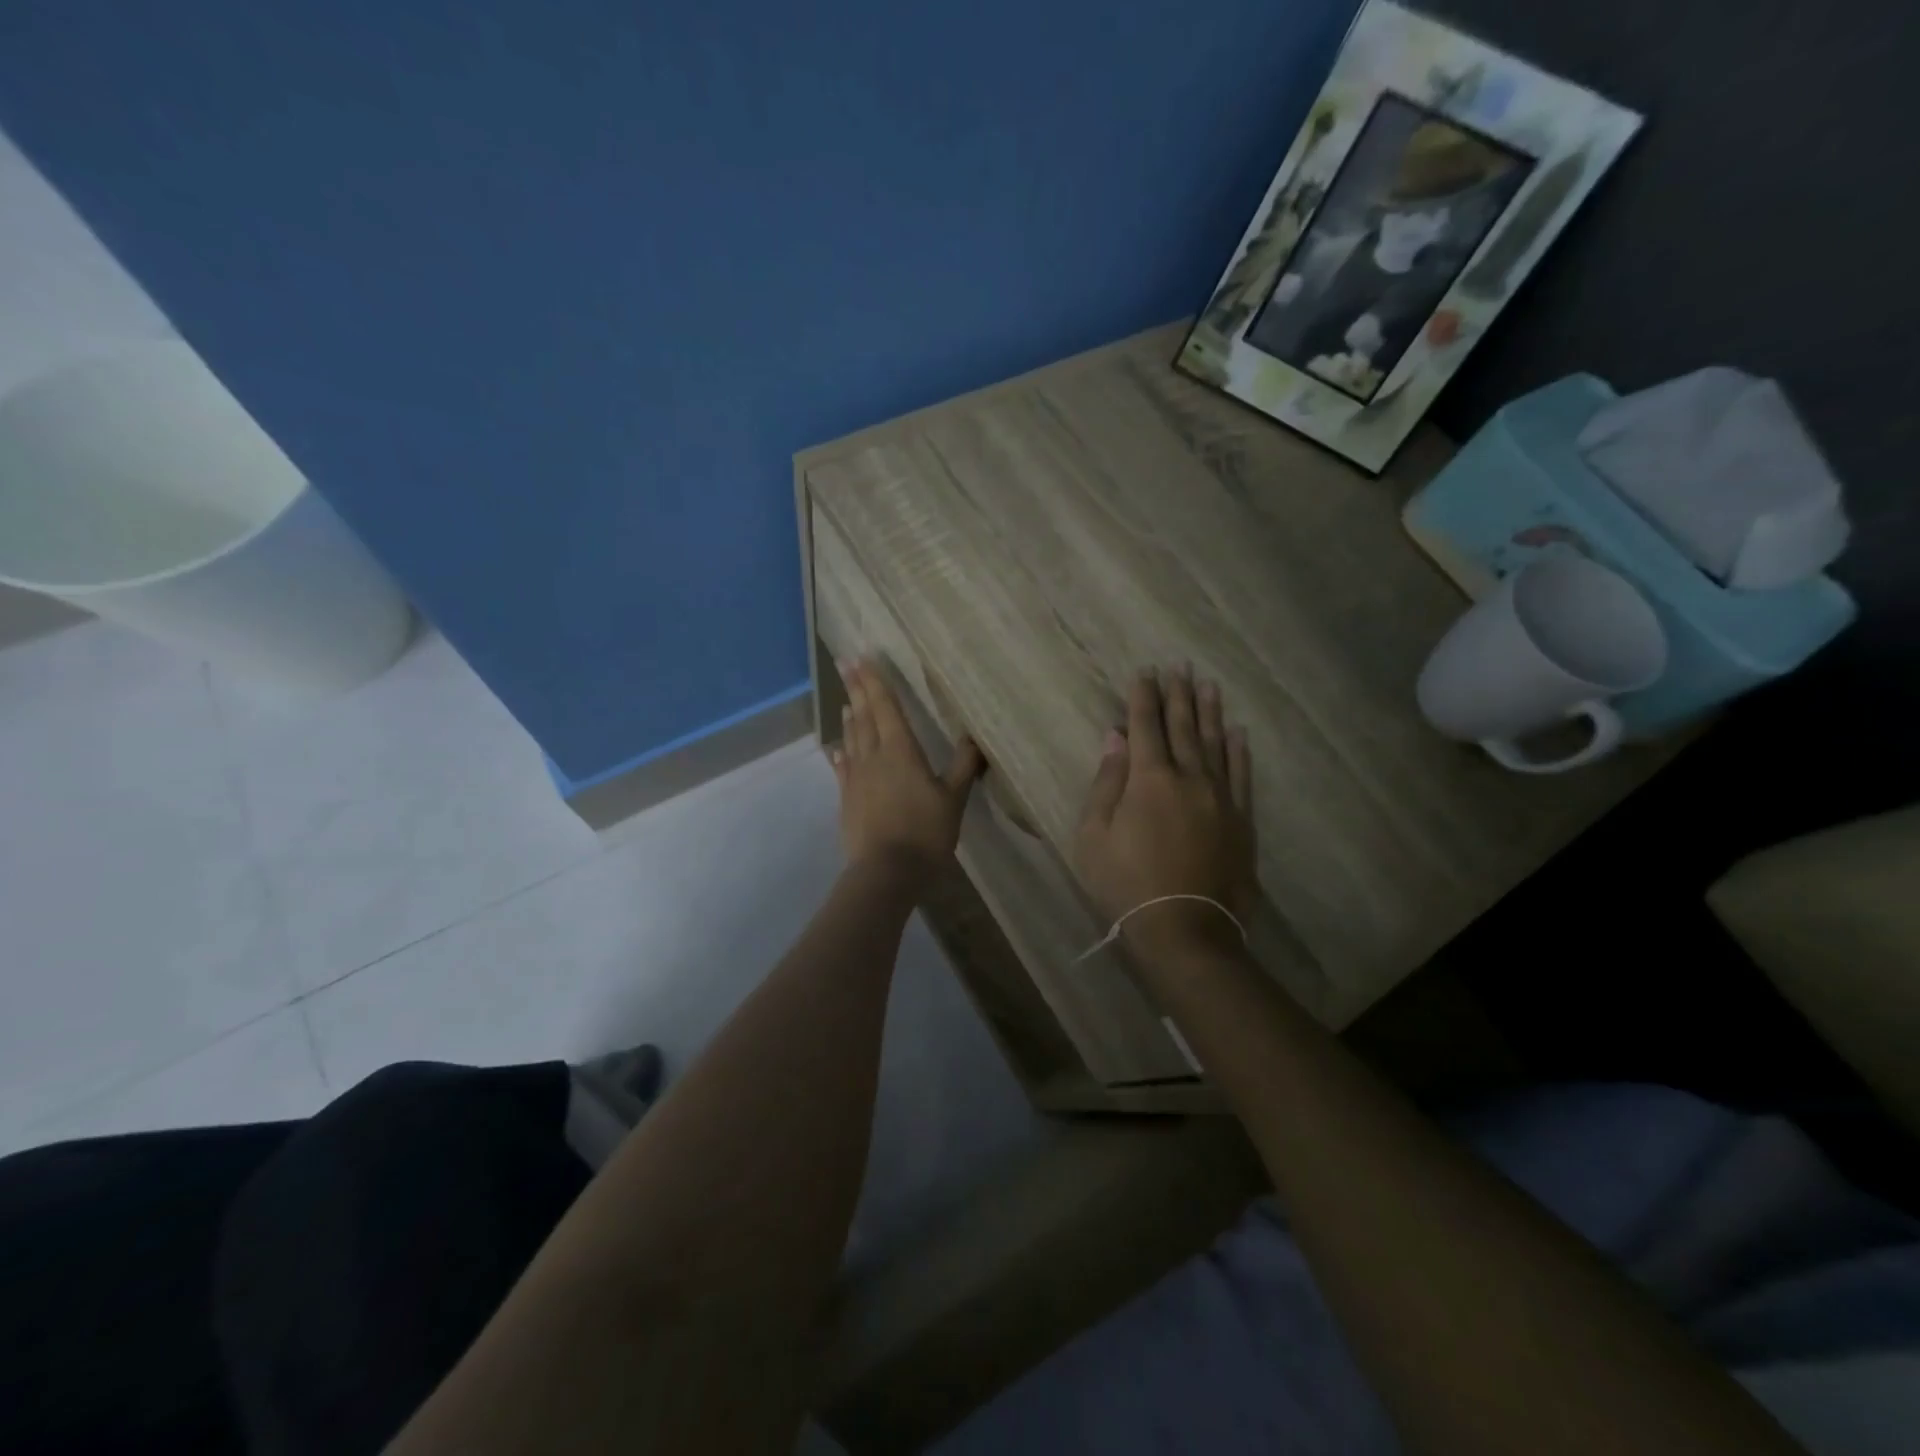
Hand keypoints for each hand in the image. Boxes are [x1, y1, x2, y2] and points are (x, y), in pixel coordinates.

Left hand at [831, 658, 982, 875]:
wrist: (886, 872)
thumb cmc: (926, 833)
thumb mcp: (954, 799)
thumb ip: (964, 765)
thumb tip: (976, 734)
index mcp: (901, 750)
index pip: (886, 707)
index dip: (874, 681)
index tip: (860, 657)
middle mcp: (874, 756)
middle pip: (863, 716)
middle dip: (856, 689)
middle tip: (844, 664)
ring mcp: (856, 778)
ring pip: (852, 739)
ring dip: (850, 718)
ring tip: (847, 702)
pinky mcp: (847, 798)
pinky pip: (843, 768)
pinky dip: (842, 753)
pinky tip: (838, 750)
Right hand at [1074, 668, 1254, 957]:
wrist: (1184, 928)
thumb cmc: (1125, 883)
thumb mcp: (1094, 834)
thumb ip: (1107, 782)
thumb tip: (1115, 738)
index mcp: (1149, 779)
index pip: (1145, 726)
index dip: (1143, 697)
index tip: (1145, 672)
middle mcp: (1189, 777)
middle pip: (1183, 727)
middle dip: (1178, 694)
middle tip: (1179, 666)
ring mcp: (1220, 798)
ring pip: (1215, 743)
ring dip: (1210, 712)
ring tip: (1208, 685)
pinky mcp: (1241, 820)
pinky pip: (1242, 775)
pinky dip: (1239, 751)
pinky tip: (1238, 732)